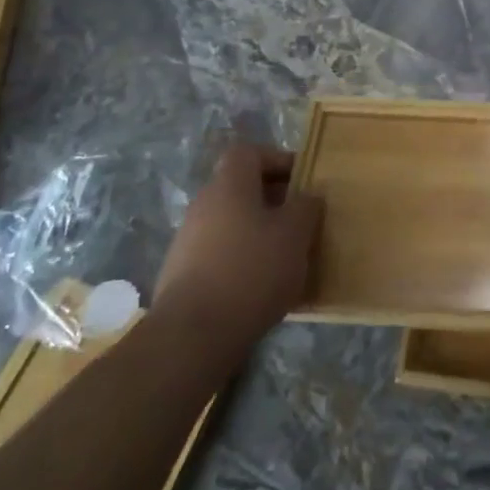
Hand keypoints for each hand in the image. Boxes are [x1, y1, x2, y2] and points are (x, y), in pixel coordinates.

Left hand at [153, 138, 322, 351]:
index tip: (302, 181)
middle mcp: (203, 205)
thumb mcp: (295, 233)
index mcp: (229, 185)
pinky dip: (241, 261)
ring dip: (258, 233)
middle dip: (273, 201)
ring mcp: (187, 242)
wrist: (191, 337)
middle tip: (301, 222)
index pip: (249, 152)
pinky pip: (220, 254)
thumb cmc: (251, 270)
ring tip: (286, 258)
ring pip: (231, 223)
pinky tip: (261, 288)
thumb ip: (306, 206)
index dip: (277, 159)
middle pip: (241, 189)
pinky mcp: (182, 276)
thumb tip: (307, 196)